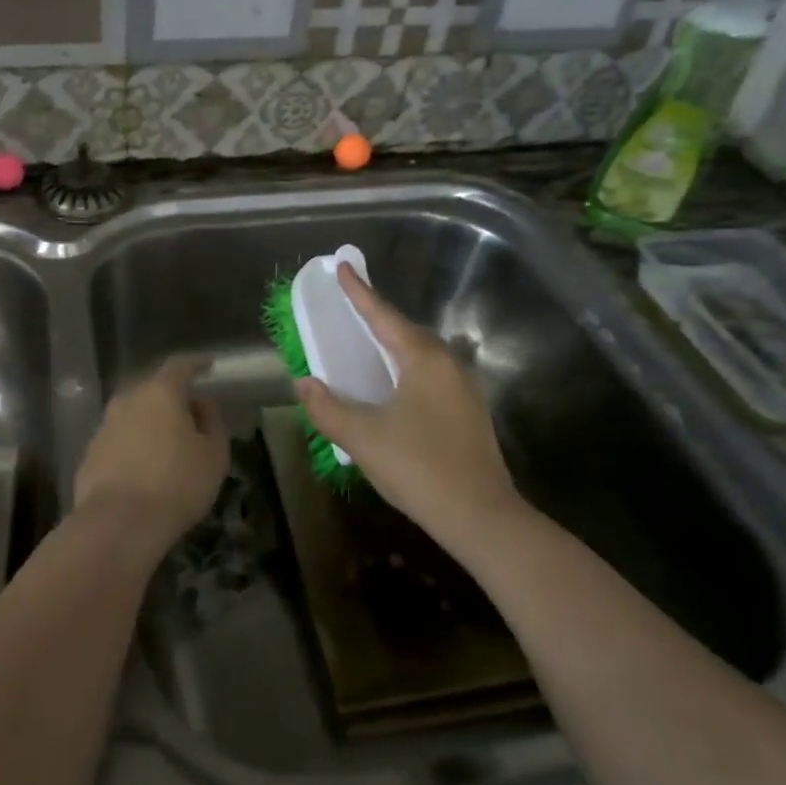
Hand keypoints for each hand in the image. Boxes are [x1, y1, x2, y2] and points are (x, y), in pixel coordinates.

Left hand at [75, 355, 229, 552]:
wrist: (118, 523)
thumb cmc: (176, 484)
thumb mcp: (213, 454)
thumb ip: (212, 422)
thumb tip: (201, 404)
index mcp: (160, 392)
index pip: (180, 366)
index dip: (196, 364)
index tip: (208, 366)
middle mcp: (127, 400)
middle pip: (153, 390)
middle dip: (173, 398)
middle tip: (192, 415)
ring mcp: (104, 427)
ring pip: (133, 416)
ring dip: (151, 424)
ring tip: (169, 447)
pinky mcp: (89, 455)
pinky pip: (119, 441)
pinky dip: (134, 447)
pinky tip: (144, 469)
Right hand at [296, 265, 523, 563]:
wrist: (481, 516)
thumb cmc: (418, 467)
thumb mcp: (361, 437)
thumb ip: (327, 408)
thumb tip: (304, 384)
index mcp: (423, 360)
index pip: (383, 317)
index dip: (359, 293)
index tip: (343, 267)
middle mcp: (449, 366)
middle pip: (406, 333)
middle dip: (377, 319)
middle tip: (350, 309)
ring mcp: (464, 391)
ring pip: (421, 357)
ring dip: (393, 347)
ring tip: (367, 347)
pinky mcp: (469, 415)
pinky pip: (430, 378)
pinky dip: (405, 372)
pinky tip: (393, 390)